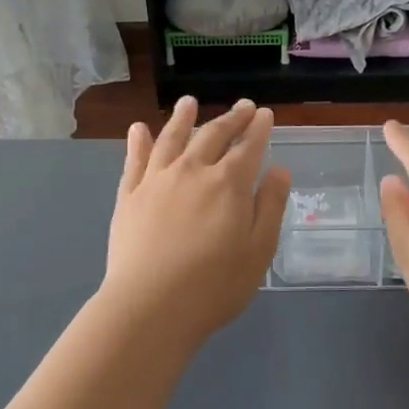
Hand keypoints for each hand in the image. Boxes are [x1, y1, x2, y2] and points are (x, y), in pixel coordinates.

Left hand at [100, 98, 291, 345]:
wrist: (150, 306)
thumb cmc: (214, 285)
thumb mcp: (259, 249)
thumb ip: (270, 205)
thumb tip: (279, 169)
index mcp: (229, 183)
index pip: (248, 147)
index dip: (259, 129)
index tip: (265, 114)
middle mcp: (193, 171)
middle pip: (213, 135)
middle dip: (231, 118)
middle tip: (243, 106)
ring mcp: (157, 181)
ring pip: (172, 138)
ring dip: (183, 118)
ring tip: (189, 102)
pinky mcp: (129, 196)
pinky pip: (134, 160)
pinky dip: (138, 141)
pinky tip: (139, 128)